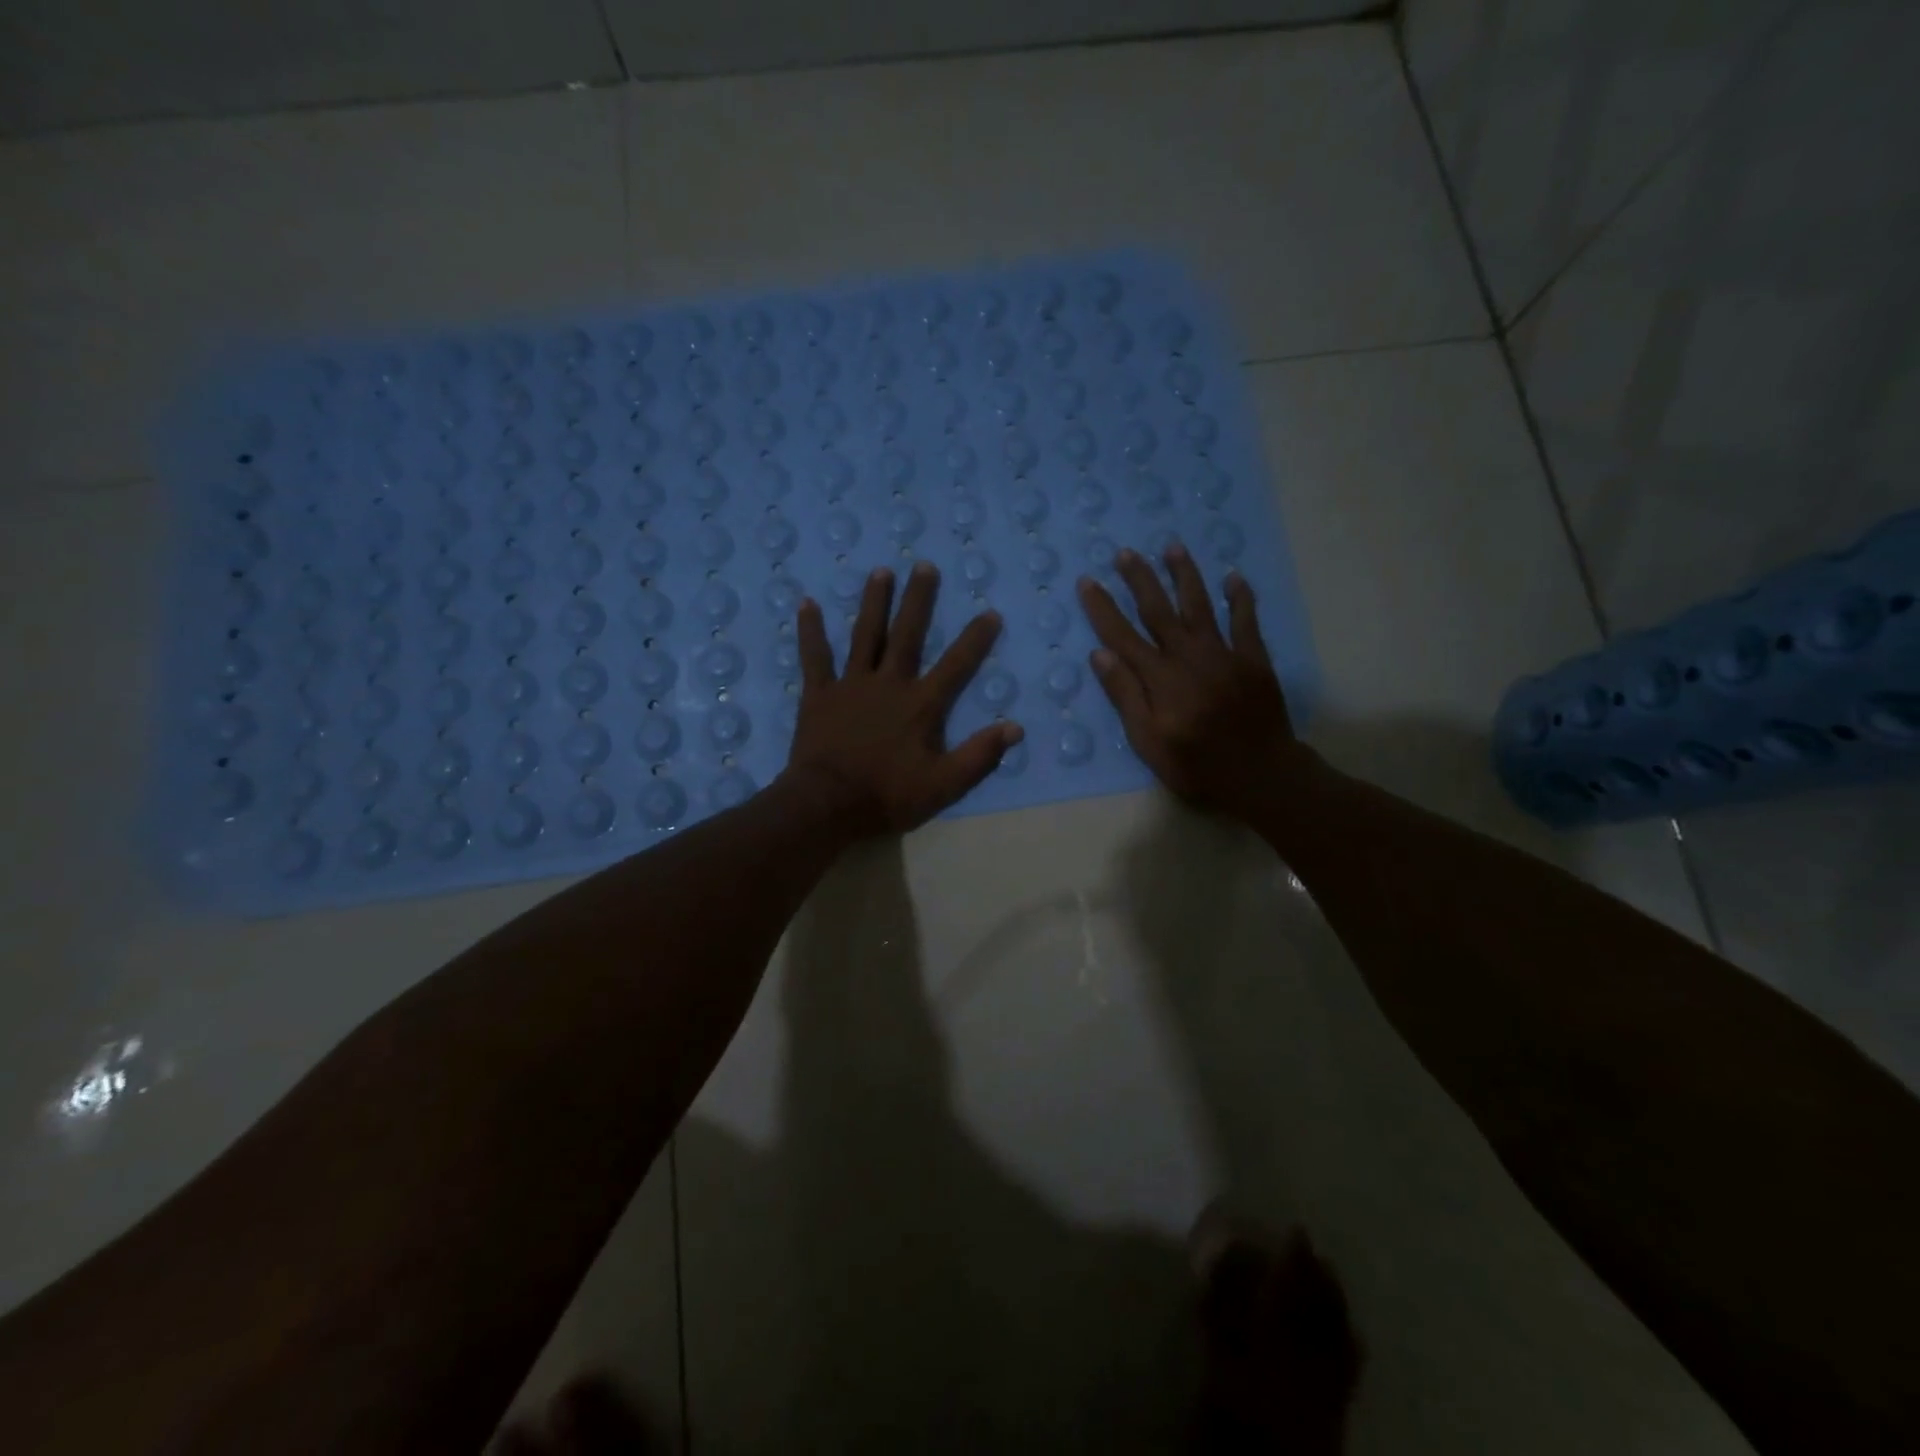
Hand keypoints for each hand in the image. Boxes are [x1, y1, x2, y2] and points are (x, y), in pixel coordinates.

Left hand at [784, 562, 1022, 836]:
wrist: (828, 805)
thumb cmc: (888, 796)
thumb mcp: (944, 785)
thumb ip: (979, 755)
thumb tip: (1015, 728)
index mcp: (921, 705)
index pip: (956, 665)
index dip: (975, 639)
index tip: (990, 612)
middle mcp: (889, 683)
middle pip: (907, 635)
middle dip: (918, 600)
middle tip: (925, 565)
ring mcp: (851, 685)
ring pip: (865, 635)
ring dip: (874, 602)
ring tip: (881, 571)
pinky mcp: (819, 694)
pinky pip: (815, 657)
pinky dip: (811, 630)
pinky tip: (807, 603)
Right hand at [1077, 543, 1302, 815]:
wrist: (1260, 774)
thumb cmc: (1195, 765)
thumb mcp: (1148, 741)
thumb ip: (1126, 696)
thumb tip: (1100, 654)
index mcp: (1159, 678)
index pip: (1122, 635)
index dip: (1102, 608)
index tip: (1087, 581)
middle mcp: (1188, 656)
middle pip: (1158, 610)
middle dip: (1140, 579)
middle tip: (1126, 552)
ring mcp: (1224, 654)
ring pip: (1200, 605)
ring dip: (1185, 575)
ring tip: (1173, 547)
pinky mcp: (1253, 659)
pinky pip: (1246, 620)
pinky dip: (1240, 597)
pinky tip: (1234, 577)